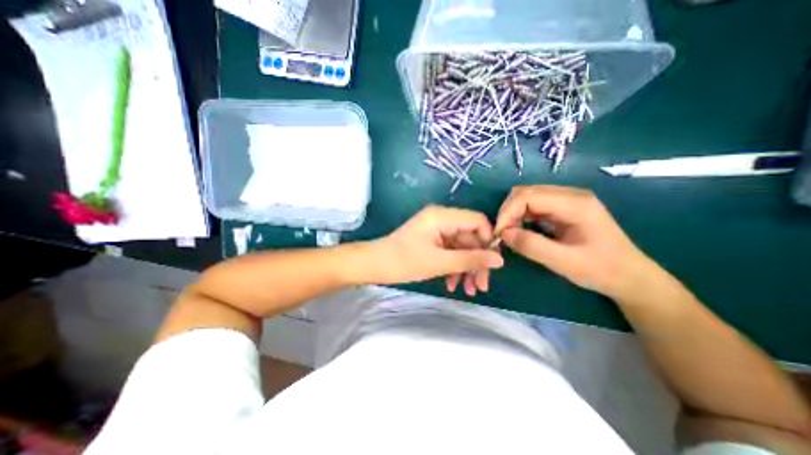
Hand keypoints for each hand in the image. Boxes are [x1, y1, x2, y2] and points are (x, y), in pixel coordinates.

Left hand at [371, 206, 500, 295]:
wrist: (375, 265)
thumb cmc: (403, 261)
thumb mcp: (439, 262)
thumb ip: (470, 259)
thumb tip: (499, 260)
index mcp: (442, 216)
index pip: (477, 221)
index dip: (488, 241)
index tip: (492, 264)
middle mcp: (441, 219)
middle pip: (470, 237)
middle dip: (476, 262)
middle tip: (481, 286)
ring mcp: (436, 230)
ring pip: (461, 247)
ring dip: (466, 268)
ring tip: (469, 291)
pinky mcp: (432, 240)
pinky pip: (450, 252)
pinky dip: (454, 267)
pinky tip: (453, 285)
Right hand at [494, 185, 657, 298]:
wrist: (631, 277)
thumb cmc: (602, 270)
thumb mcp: (565, 262)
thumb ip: (532, 246)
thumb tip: (503, 234)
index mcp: (575, 203)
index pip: (528, 196)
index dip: (508, 212)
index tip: (498, 234)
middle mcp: (570, 195)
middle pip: (525, 192)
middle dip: (508, 212)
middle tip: (502, 235)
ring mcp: (567, 200)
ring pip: (527, 198)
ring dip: (513, 215)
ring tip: (509, 235)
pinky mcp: (563, 209)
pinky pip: (533, 206)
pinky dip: (521, 217)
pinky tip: (521, 231)